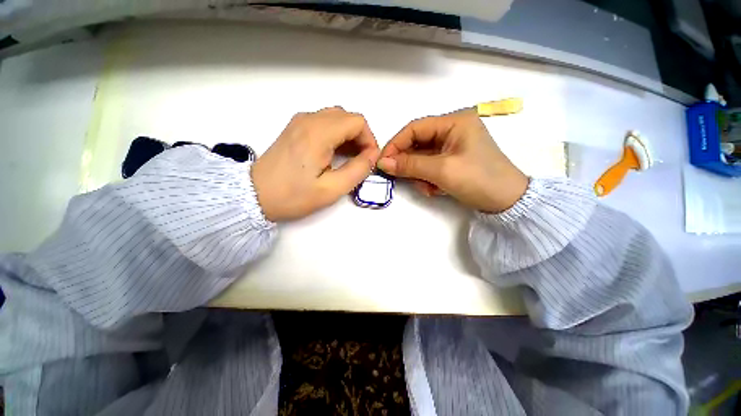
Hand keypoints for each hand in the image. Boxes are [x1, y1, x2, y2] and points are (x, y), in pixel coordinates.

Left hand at [251, 107, 379, 221]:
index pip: (357, 122)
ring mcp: (300, 121)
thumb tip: (372, 156)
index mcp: (319, 133)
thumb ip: (357, 170)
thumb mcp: (331, 189)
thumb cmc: (293, 196)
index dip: (369, 139)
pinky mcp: (295, 128)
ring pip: (336, 118)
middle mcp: (309, 119)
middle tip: (361, 160)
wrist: (254, 195)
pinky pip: (323, 122)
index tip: (369, 160)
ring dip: (348, 135)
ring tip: (349, 158)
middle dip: (360, 137)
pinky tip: (333, 153)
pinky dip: (335, 134)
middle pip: (347, 117)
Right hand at [377, 110, 527, 212]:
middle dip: (409, 163)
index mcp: (454, 122)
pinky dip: (428, 178)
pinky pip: (430, 166)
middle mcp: (452, 130)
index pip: (415, 128)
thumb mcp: (442, 171)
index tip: (383, 162)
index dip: (396, 144)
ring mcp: (452, 146)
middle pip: (417, 143)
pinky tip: (435, 189)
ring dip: (420, 174)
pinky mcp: (452, 160)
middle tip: (403, 179)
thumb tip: (383, 163)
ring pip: (422, 157)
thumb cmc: (478, 180)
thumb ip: (410, 165)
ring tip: (429, 188)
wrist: (507, 202)